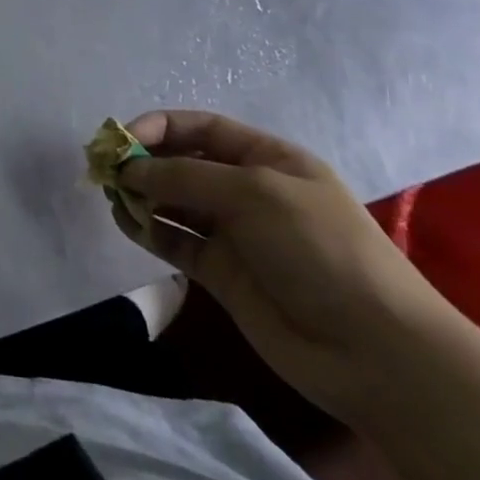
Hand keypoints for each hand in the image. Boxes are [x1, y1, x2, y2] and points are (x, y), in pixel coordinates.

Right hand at [109, 110, 456, 422]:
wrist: (374, 351)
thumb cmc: (321, 250)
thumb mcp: (254, 193)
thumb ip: (185, 176)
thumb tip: (129, 169)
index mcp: (267, 158)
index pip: (201, 128)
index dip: (159, 127)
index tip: (121, 139)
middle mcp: (247, 190)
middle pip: (182, 162)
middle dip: (143, 161)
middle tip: (104, 170)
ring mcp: (233, 233)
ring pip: (173, 202)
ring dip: (140, 194)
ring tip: (110, 196)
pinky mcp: (221, 273)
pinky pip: (174, 241)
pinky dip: (147, 229)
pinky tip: (126, 223)